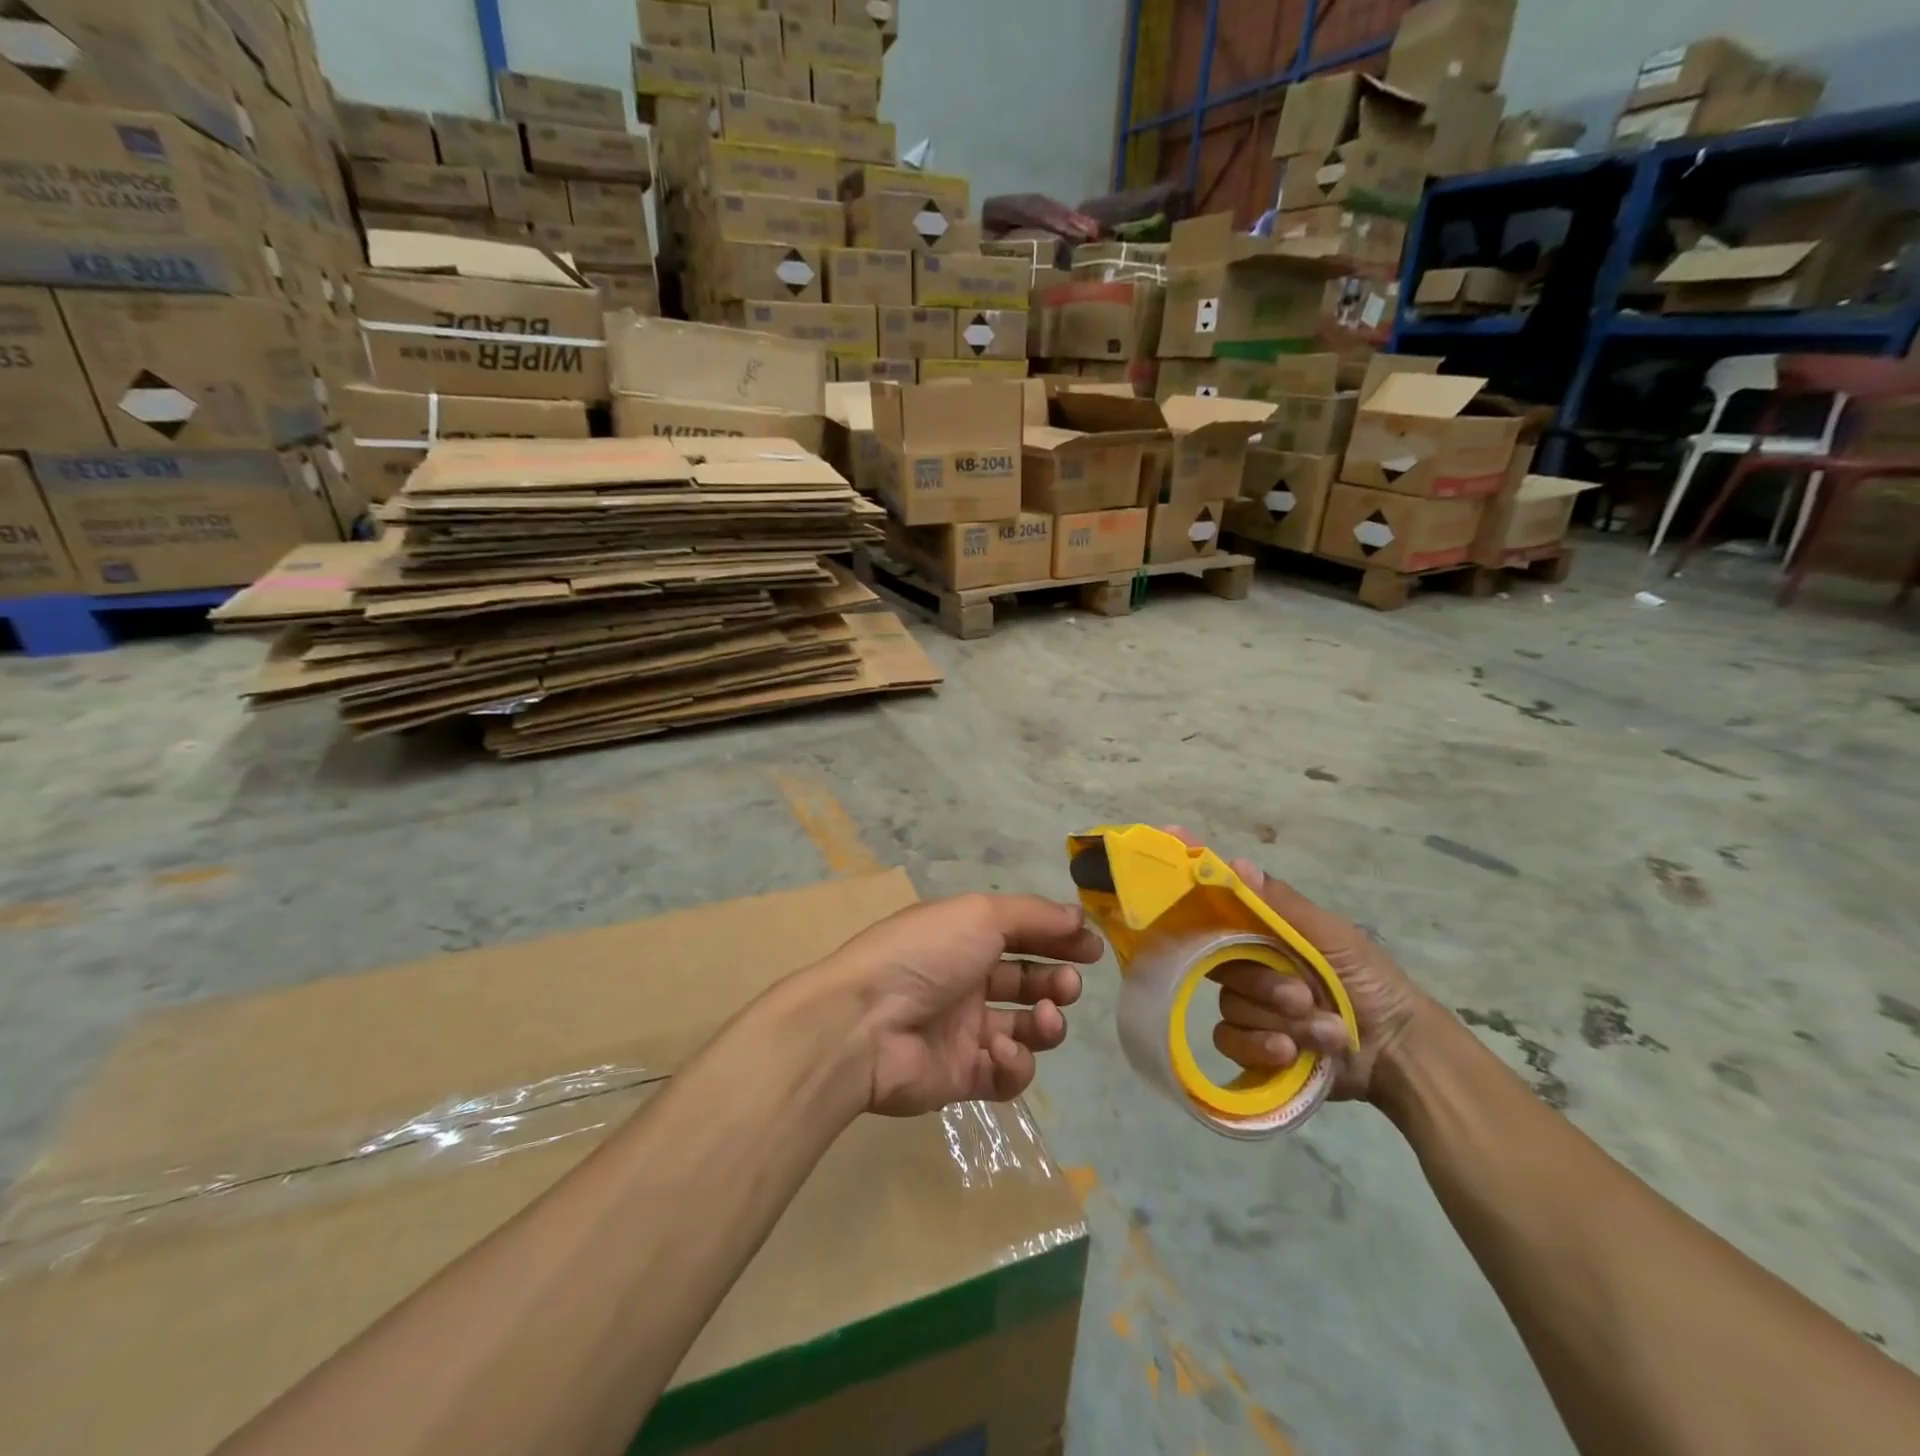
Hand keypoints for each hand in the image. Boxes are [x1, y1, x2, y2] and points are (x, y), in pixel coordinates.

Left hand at [807, 894, 1103, 1117]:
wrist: (866, 1024)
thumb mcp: (980, 914)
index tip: (1093, 949)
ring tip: (1046, 1016)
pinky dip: (1015, 1063)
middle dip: (1058, 982)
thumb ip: (1034, 915)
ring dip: (1047, 1022)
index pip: (1023, 936)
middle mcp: (966, 982)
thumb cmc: (925, 954)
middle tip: (1069, 984)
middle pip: (1028, 982)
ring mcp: (965, 1032)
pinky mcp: (963, 1078)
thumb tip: (1077, 915)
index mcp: (965, 938)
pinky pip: (1006, 1074)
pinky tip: (1002, 1051)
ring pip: (1026, 1030)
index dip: (1059, 940)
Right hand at [1168, 829, 1433, 1103]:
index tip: (1169, 835)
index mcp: (1264, 934)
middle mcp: (1249, 965)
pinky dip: (1263, 1048)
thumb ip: (1283, 907)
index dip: (1193, 880)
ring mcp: (1250, 1007)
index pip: (1218, 904)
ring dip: (1278, 1020)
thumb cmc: (1369, 982)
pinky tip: (1293, 1053)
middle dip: (1264, 984)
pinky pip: (1230, 1041)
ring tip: (1320, 1029)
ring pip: (1229, 1006)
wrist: (1399, 1054)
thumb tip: (1236, 864)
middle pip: (1220, 964)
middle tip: (1303, 995)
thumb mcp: (1333, 937)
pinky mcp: (1252, 1047)